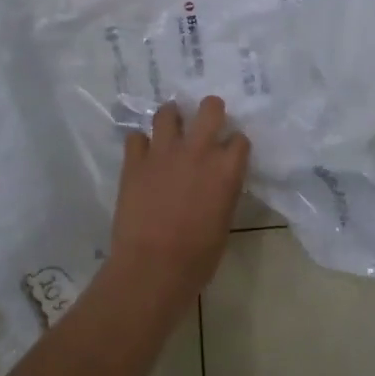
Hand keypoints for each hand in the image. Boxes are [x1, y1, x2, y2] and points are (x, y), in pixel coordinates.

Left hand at [107, 98, 251, 304]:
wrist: (152, 267)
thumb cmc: (198, 256)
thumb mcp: (224, 221)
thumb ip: (223, 191)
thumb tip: (217, 182)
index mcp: (226, 169)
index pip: (239, 139)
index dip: (235, 144)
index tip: (230, 152)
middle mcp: (198, 151)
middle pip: (210, 108)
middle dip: (210, 110)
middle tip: (205, 121)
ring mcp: (163, 152)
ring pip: (167, 112)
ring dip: (172, 117)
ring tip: (171, 127)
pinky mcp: (134, 161)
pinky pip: (135, 137)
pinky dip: (140, 143)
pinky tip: (142, 154)